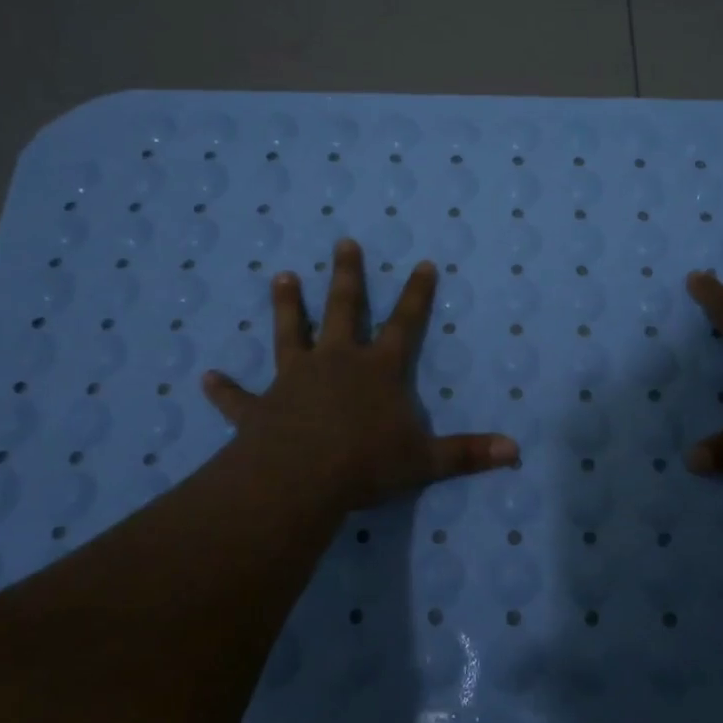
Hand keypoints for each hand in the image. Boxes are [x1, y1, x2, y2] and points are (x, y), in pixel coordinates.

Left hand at [201, 238, 518, 513]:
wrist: (299, 479)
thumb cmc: (366, 464)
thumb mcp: (425, 461)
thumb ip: (468, 454)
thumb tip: (516, 451)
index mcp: (378, 370)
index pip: (406, 324)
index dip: (417, 294)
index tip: (422, 263)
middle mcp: (337, 362)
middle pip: (344, 309)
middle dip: (347, 276)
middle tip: (344, 242)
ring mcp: (295, 379)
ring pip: (290, 333)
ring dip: (287, 306)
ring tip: (281, 276)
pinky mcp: (261, 407)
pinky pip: (240, 397)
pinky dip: (225, 389)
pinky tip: (206, 378)